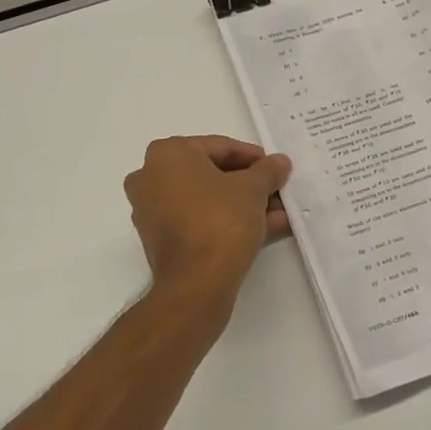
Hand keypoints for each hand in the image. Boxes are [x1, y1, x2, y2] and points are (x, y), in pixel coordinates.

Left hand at [125, 136, 291, 312]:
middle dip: (249, 185)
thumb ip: (268, 170)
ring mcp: (151, 211)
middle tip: (277, 191)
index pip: (220, 147)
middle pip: (212, 174)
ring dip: (244, 205)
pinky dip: (228, 222)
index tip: (277, 169)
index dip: (254, 158)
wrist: (196, 282)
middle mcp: (151, 177)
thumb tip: (280, 162)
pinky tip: (265, 229)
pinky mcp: (160, 239)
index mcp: (167, 154)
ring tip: (279, 213)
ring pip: (208, 200)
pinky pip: (199, 220)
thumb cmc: (221, 220)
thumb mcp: (253, 189)